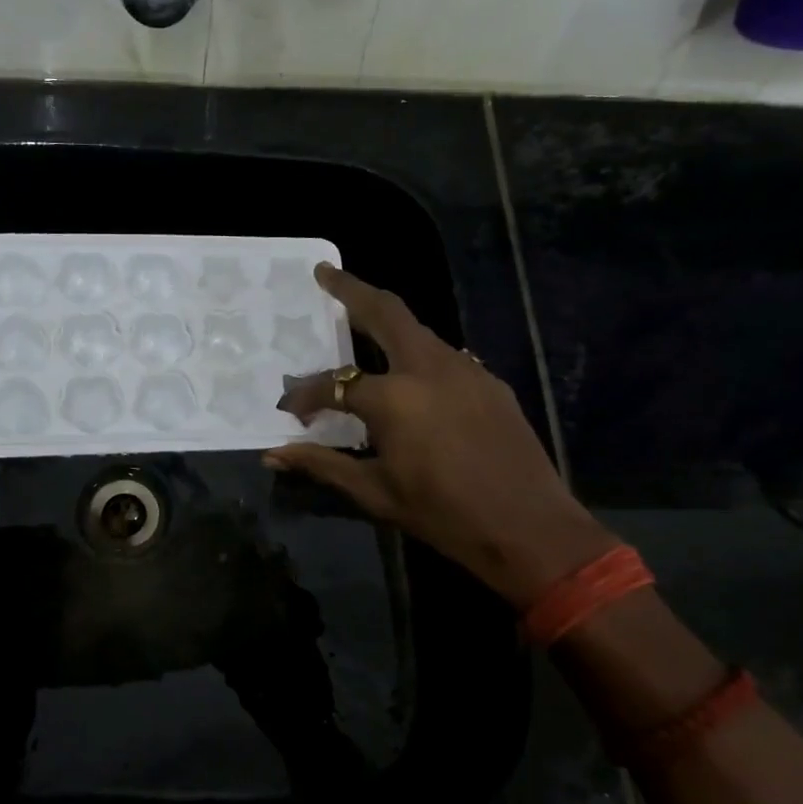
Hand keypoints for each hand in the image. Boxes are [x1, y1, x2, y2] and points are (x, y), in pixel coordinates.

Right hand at [265, 264, 613, 602]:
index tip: (289, 409)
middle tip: (326, 274)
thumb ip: (322, 464)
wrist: (529, 529)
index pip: (335, 383)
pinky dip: (416, 353)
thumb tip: (273, 455)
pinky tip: (409, 376)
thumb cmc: (443, 514)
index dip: (305, 395)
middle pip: (386, 311)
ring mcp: (466, 371)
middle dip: (352, 289)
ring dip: (387, 322)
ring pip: (418, 331)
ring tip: (361, 325)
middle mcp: (429, 369)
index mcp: (394, 398)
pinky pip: (444, 356)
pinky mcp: (490, 383)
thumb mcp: (374, 492)